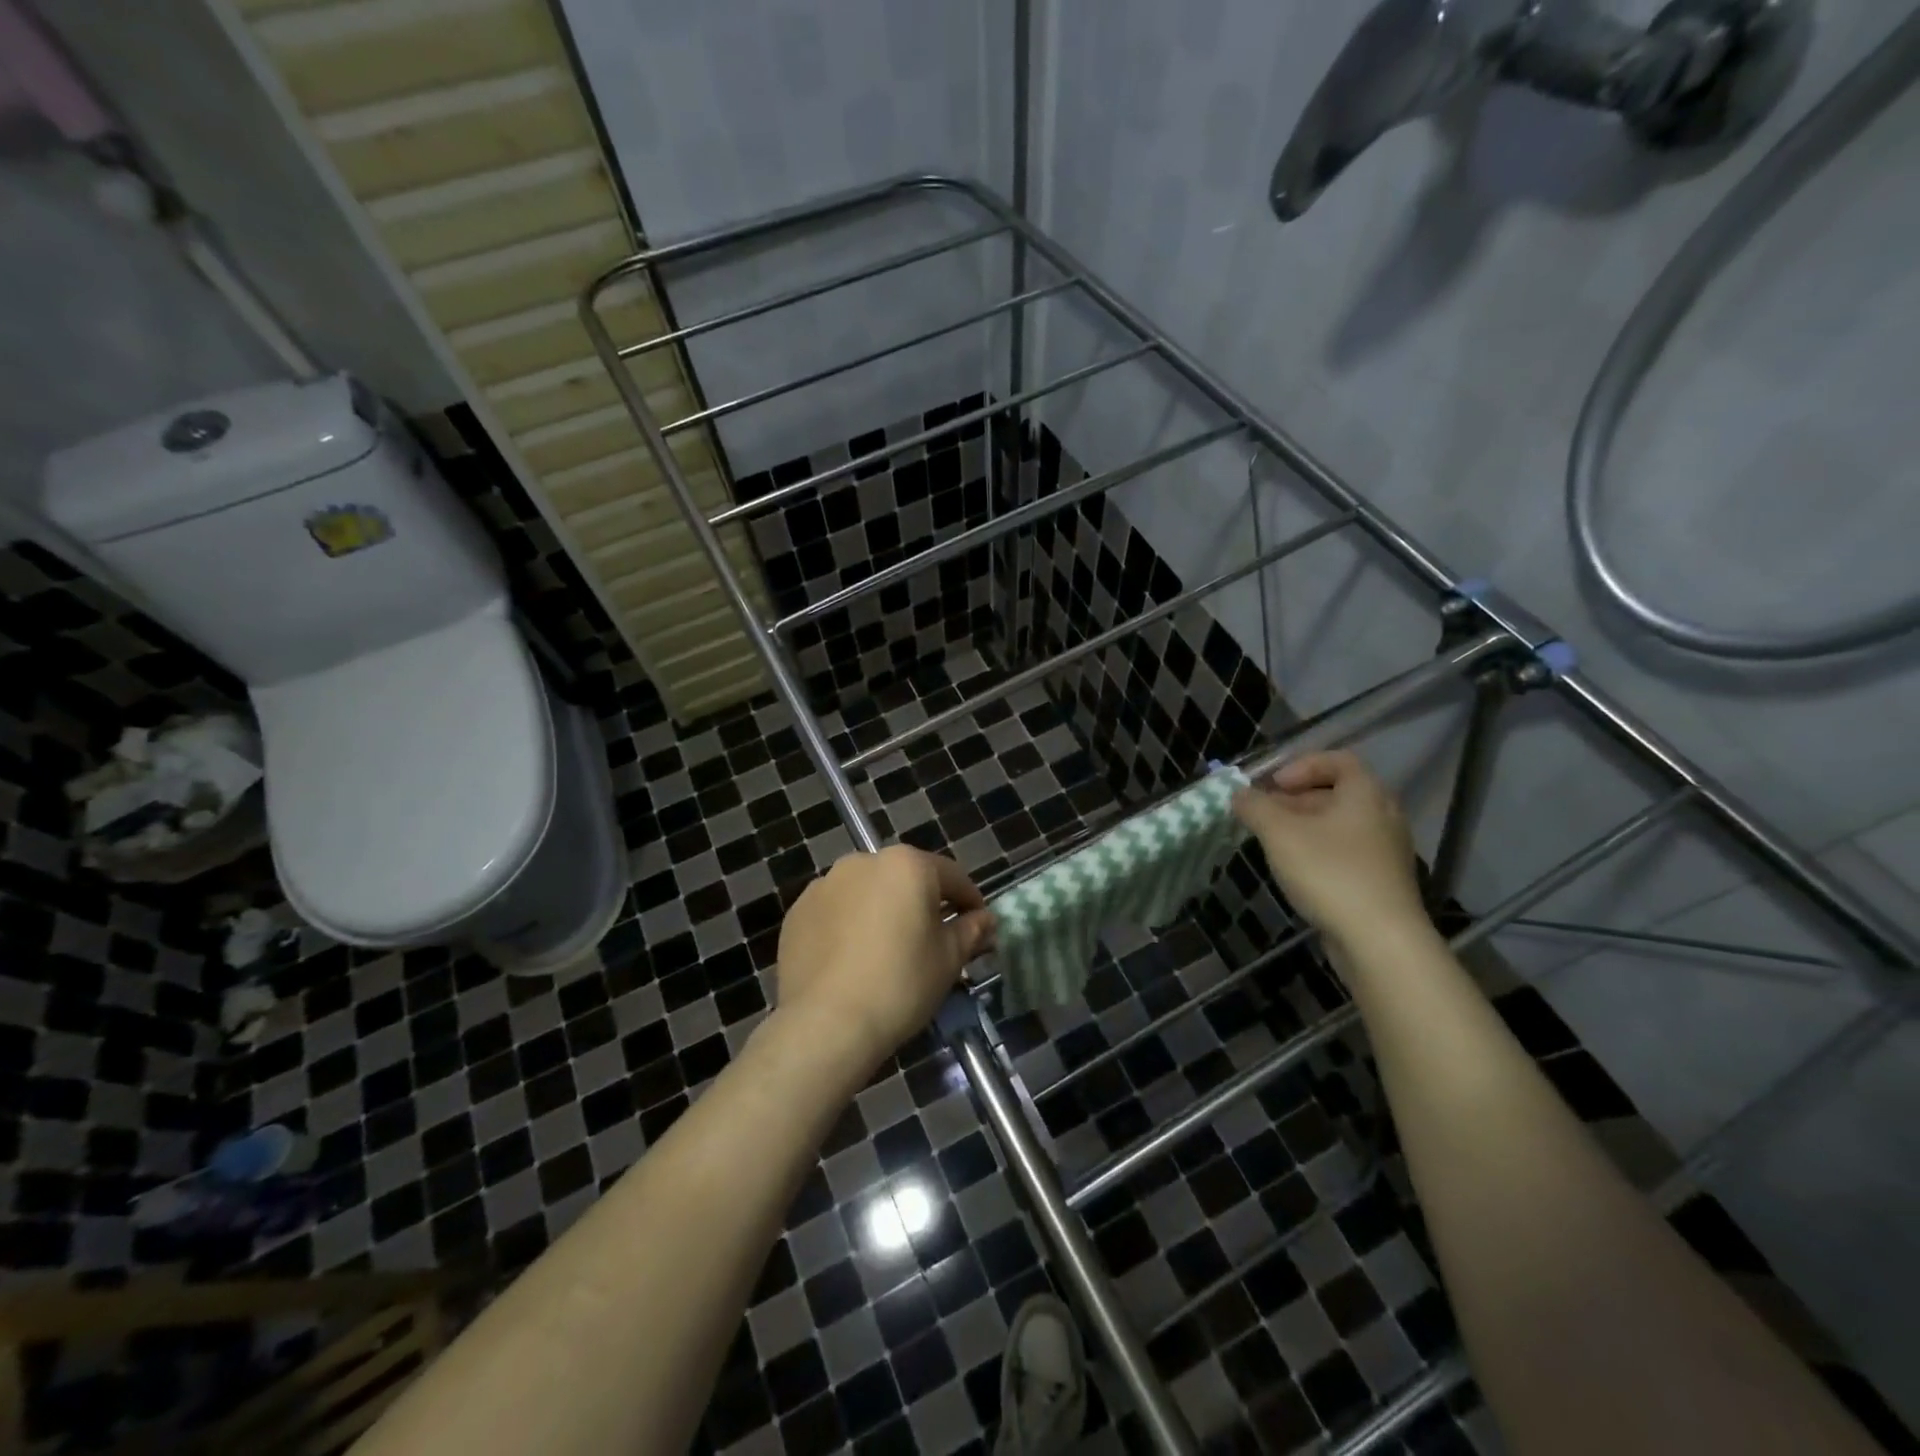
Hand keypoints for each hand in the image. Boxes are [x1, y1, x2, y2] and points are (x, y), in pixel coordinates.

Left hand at [773, 846, 995, 1074]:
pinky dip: (849, 926)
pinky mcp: (798, 912)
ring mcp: (825, 885)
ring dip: (883, 912)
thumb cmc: (901, 984)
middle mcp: (863, 862)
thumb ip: (970, 931)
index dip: (970, 901)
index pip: (952, 876)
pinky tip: (853, 960)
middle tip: (934, 941)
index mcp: (906, 864)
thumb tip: (985, 921)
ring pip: (867, 893)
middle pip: (905, 879)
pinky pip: (836, 912)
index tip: (978, 926)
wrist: (827, 1024)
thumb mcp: (949, 959)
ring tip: (888, 951)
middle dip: (923, 904)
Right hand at [1232, 750, 1429, 954]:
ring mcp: (1387, 851)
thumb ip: (1255, 807)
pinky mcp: (1383, 882)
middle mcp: (1384, 816)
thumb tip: (1240, 794)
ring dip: (1304, 828)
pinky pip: (1347, 853)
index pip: (1337, 760)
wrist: (1380, 941)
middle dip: (1295, 800)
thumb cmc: (1329, 873)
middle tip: (1264, 815)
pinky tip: (1296, 873)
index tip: (1273, 786)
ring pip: (1339, 826)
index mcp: (1366, 794)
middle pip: (1336, 794)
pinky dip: (1319, 852)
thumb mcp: (1279, 833)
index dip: (1301, 766)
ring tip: (1273, 845)